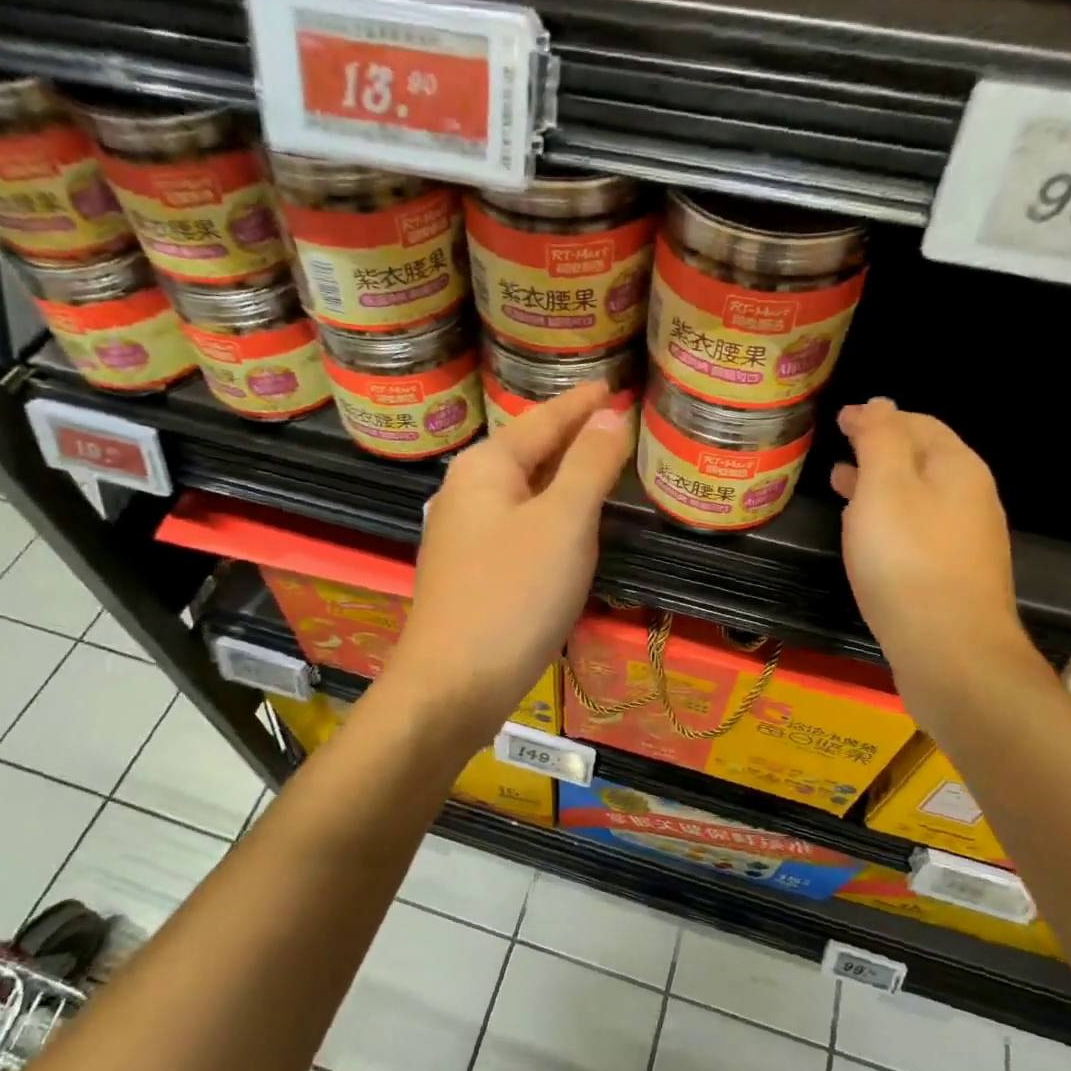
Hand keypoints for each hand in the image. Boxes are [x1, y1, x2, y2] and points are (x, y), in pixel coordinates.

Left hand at [385, 381, 634, 745]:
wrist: (453, 685)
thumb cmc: (512, 596)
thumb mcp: (563, 523)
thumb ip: (589, 464)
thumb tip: (611, 413)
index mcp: (486, 467)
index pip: (544, 419)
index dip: (584, 403)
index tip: (616, 385)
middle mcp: (467, 492)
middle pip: (529, 451)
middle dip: (571, 435)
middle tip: (617, 421)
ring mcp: (464, 534)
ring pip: (524, 491)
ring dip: (561, 475)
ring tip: (600, 462)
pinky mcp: (472, 572)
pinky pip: (519, 525)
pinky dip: (550, 513)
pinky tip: (567, 524)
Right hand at [831, 398, 1037, 707]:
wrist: (950, 650)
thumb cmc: (908, 561)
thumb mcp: (885, 487)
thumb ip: (881, 439)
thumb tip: (880, 403)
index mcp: (956, 468)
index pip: (916, 424)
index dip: (877, 417)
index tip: (839, 419)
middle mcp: (970, 497)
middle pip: (922, 459)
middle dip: (880, 448)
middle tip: (839, 448)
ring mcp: (966, 539)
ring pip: (918, 497)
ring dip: (880, 485)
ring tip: (840, 486)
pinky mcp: (953, 575)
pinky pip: (917, 530)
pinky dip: (888, 518)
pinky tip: (866, 536)